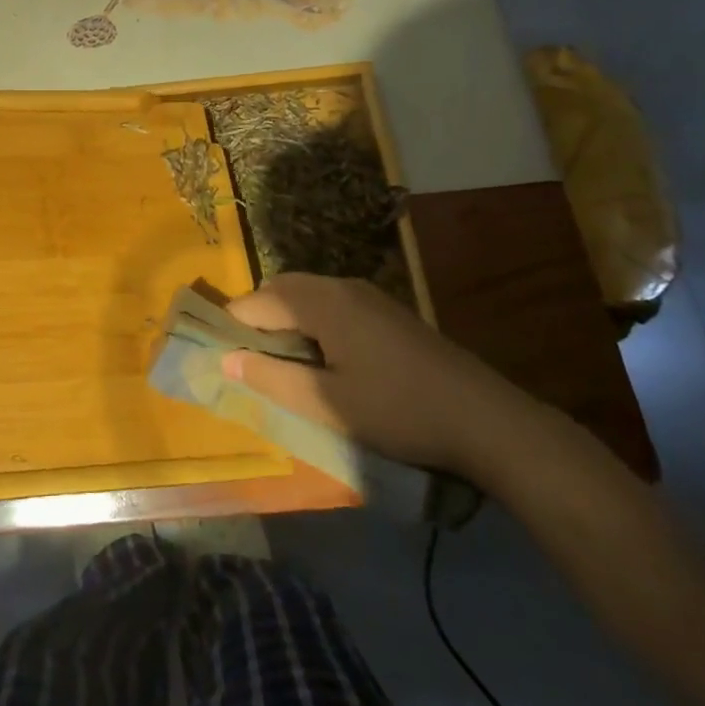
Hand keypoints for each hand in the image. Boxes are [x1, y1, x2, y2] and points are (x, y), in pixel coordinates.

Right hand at [223, 272, 528, 475]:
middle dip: (258, 319)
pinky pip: (333, 304)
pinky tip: (325, 361)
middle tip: (250, 362)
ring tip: (283, 366)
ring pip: (308, 296)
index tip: (220, 357)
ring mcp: (369, 296)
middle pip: (281, 289)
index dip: (232, 327)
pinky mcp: (387, 312)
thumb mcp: (327, 404)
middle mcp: (342, 287)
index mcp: (322, 302)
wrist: (485, 418)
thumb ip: (271, 379)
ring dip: (286, 321)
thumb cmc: (398, 411)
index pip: (257, 301)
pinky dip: (312, 323)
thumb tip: (225, 360)